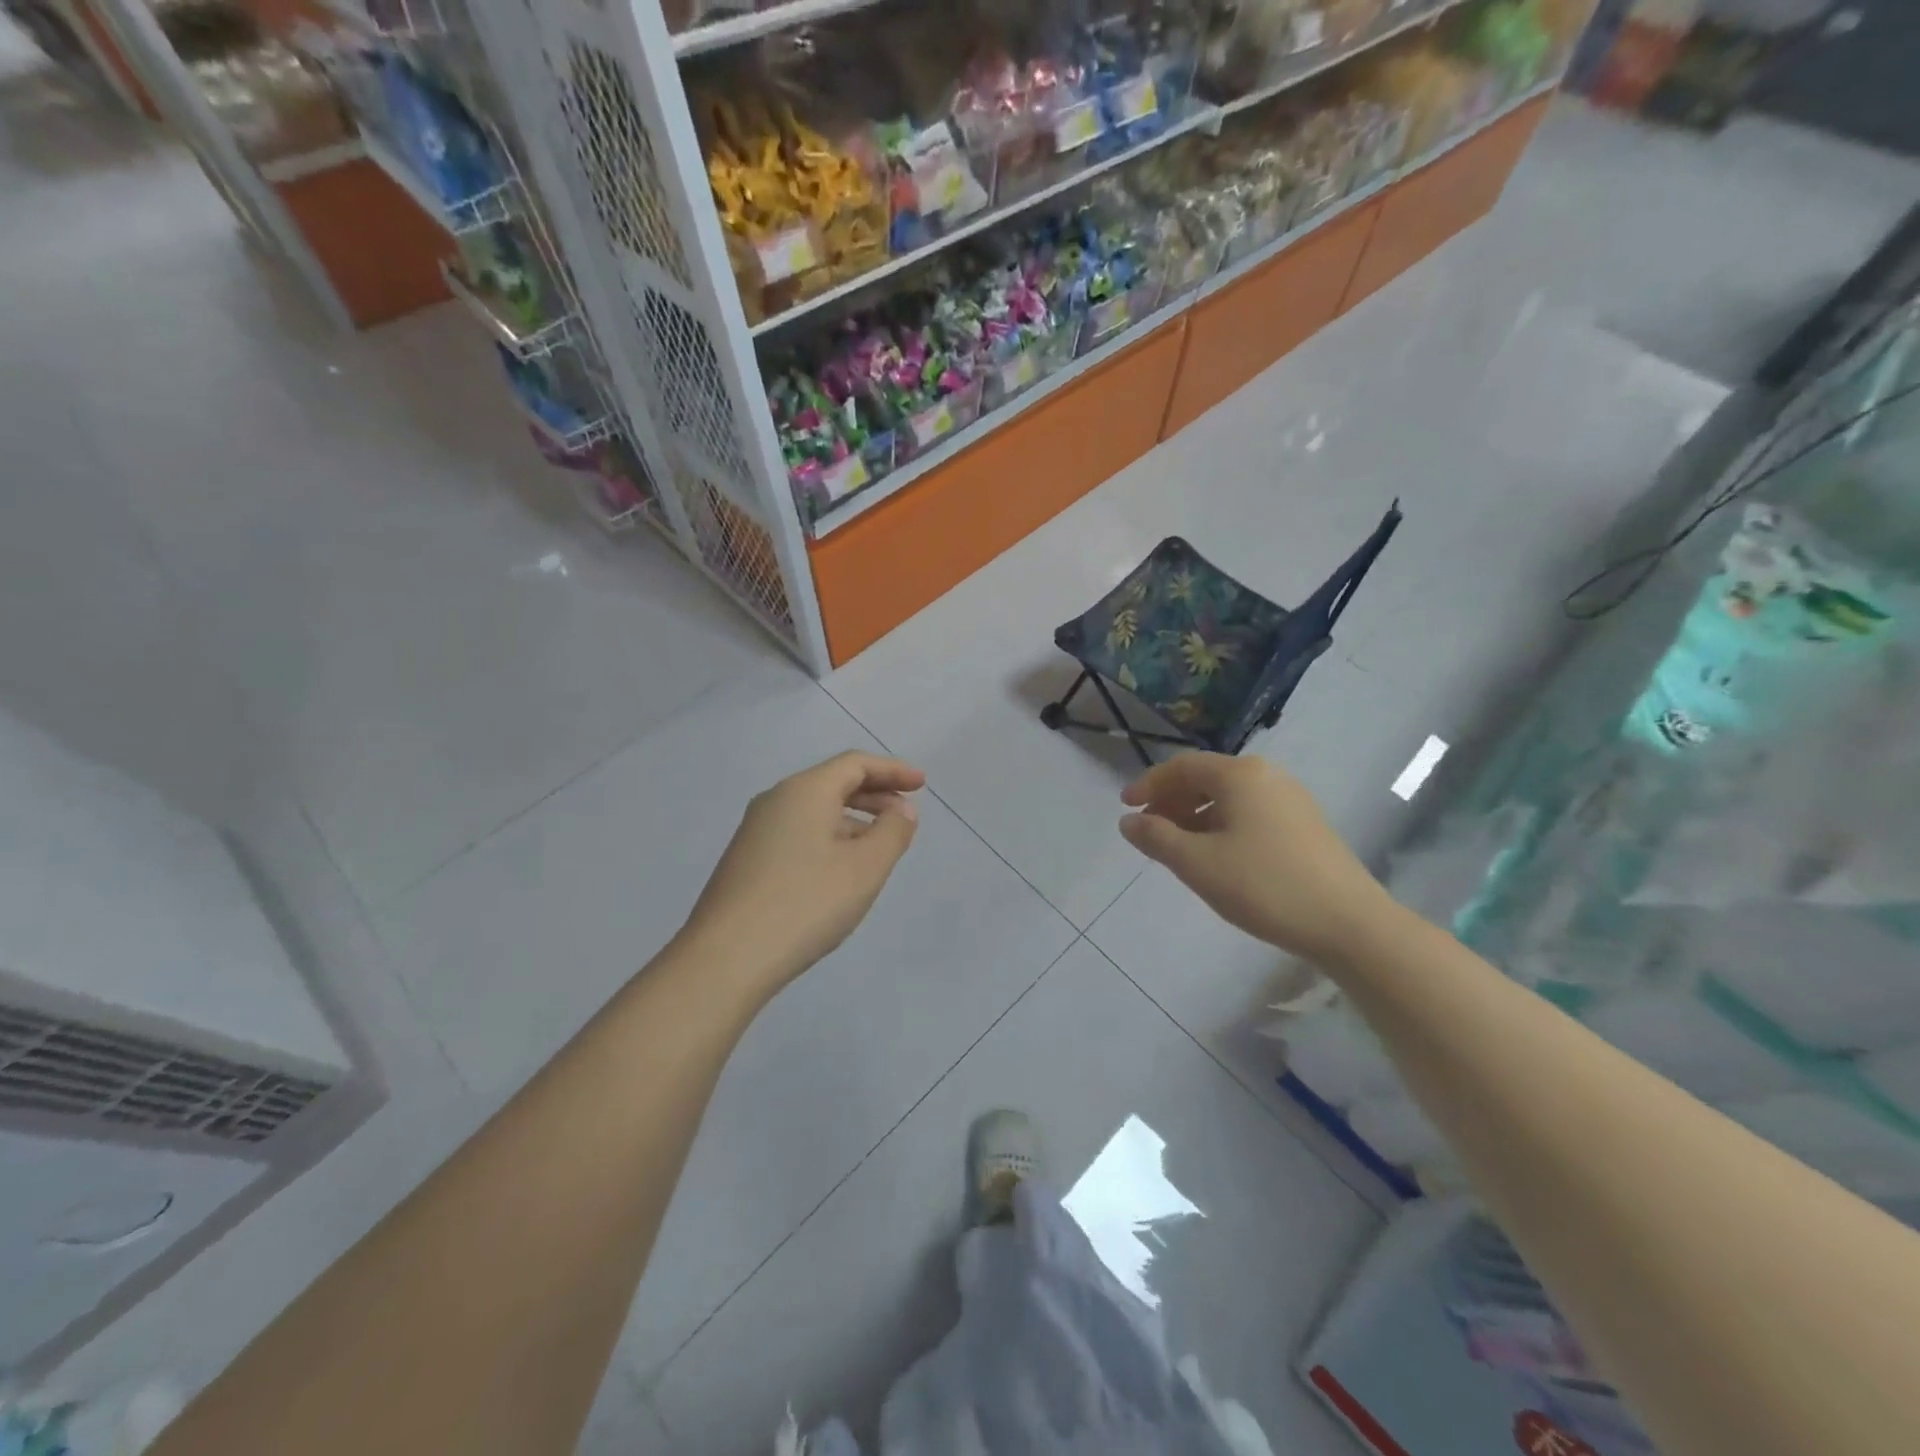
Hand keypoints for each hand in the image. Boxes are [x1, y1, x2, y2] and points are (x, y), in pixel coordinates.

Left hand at [682, 751, 924, 996]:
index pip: (855, 764)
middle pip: (833, 783)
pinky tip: (840, 871)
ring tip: (879, 847)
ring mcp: (756, 831)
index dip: (893, 770)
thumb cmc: (806, 904)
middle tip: (906, 814)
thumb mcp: (864, 868)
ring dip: (852, 819)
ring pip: (814, 810)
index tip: (922, 784)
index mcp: (805, 791)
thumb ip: (893, 832)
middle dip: (874, 794)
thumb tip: (902, 809)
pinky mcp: (747, 860)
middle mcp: (776, 800)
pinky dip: (828, 838)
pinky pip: (798, 833)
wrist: (725, 958)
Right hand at [1118, 753, 1391, 964]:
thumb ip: (1157, 838)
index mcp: (1240, 775)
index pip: (1182, 766)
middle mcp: (1267, 776)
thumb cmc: (1264, 886)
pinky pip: (1250, 813)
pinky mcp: (1305, 824)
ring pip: (1229, 798)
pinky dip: (1222, 825)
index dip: (1149, 784)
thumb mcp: (1198, 864)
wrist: (1349, 923)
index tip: (1125, 807)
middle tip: (1149, 829)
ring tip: (1179, 847)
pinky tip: (1218, 857)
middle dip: (1172, 800)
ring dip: (1196, 815)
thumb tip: (1128, 821)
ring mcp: (1291, 799)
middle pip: (1207, 778)